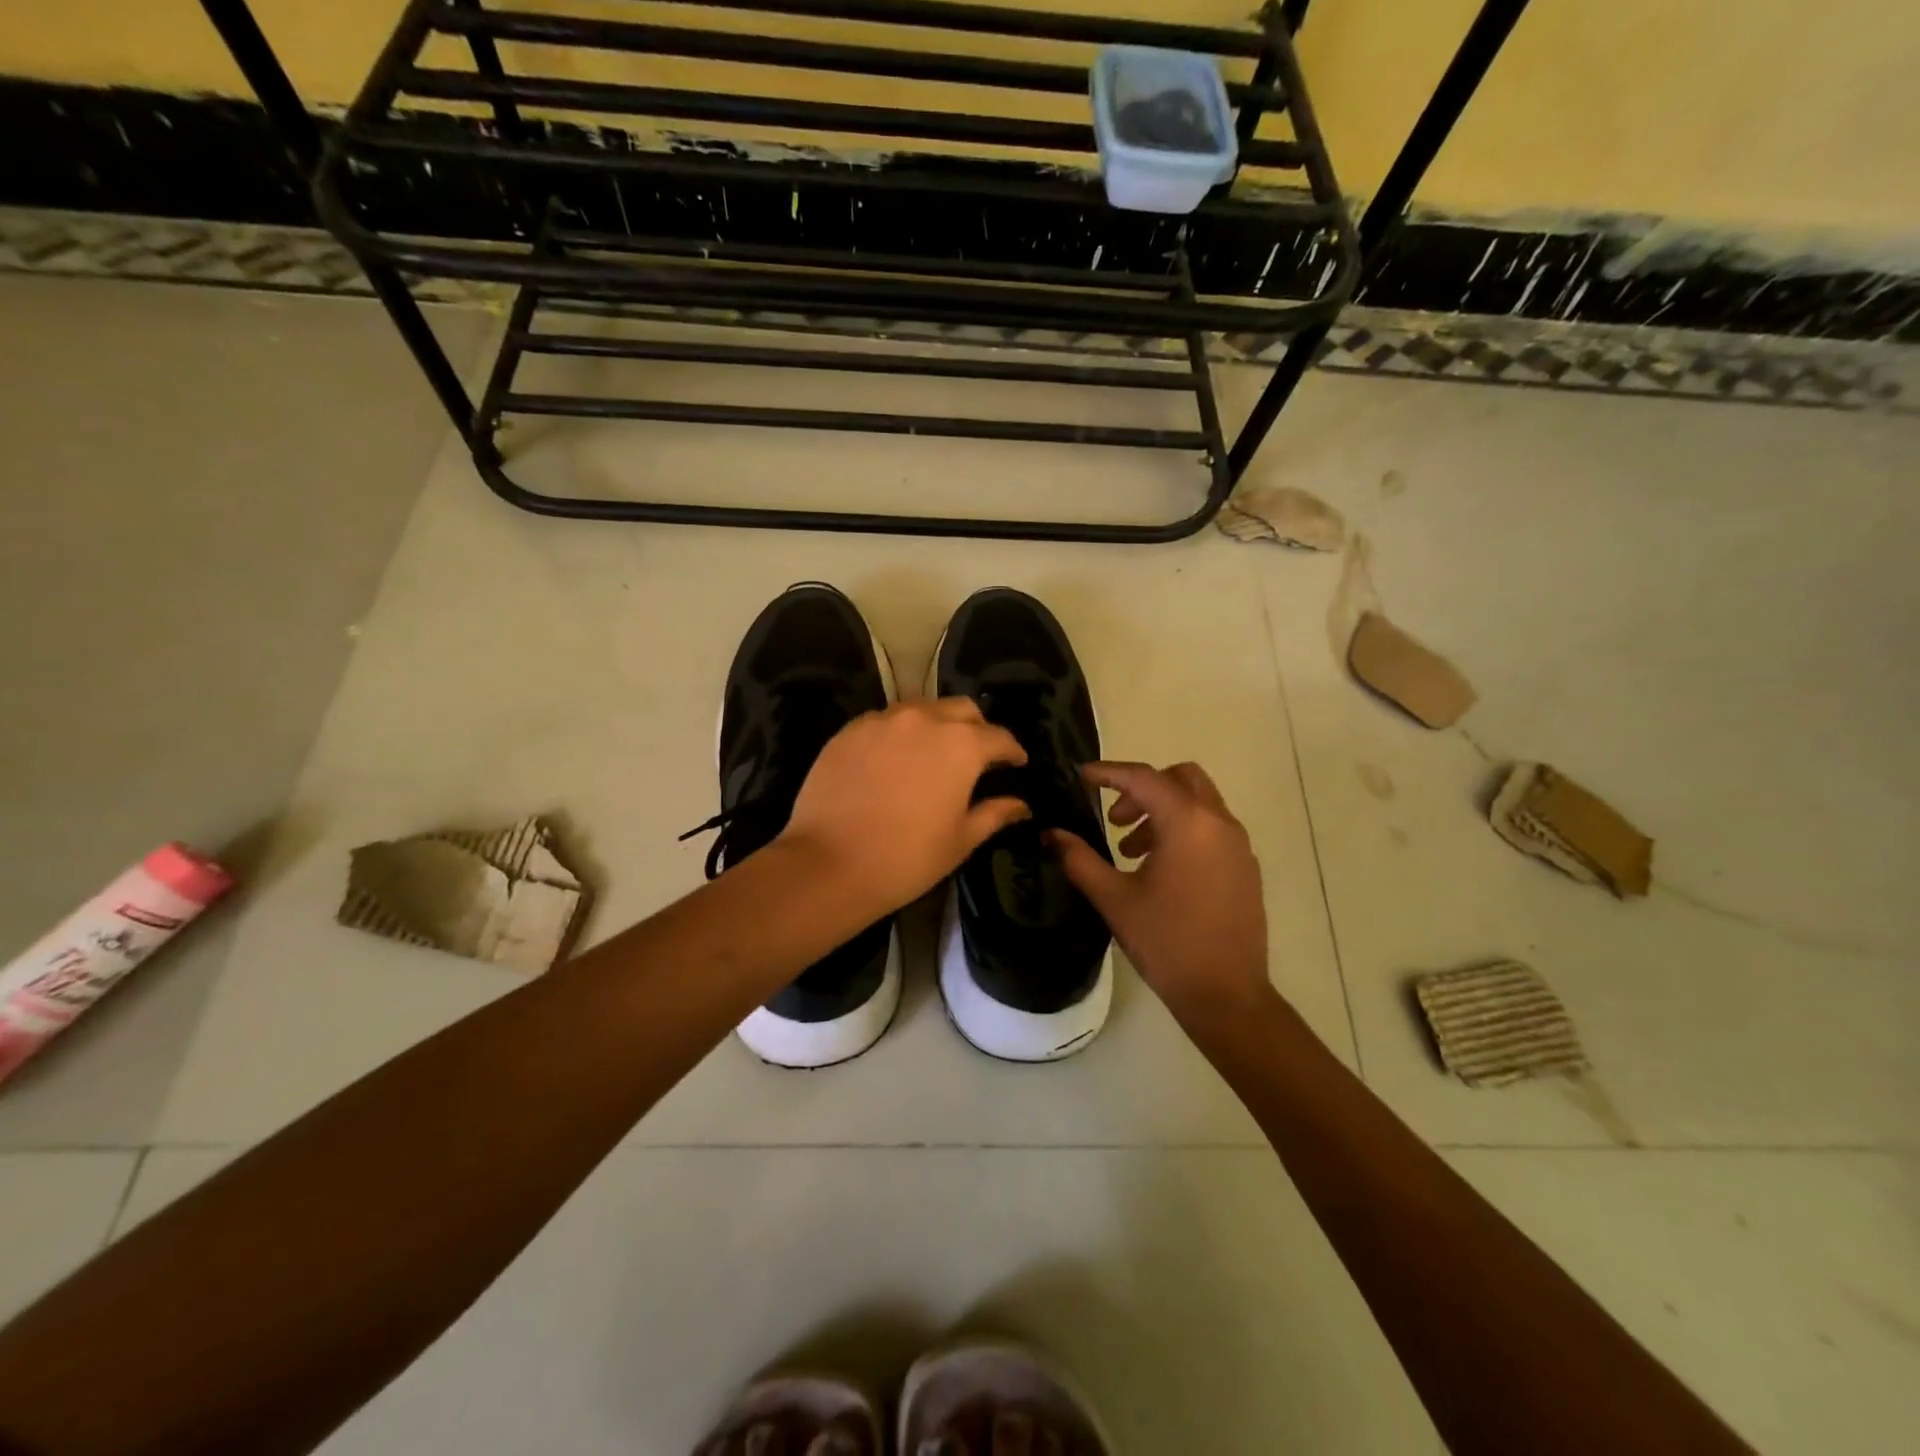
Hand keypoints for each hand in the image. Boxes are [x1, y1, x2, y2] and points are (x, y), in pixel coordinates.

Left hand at [780, 698, 1028, 916]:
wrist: (828, 864)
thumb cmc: (906, 858)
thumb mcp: (960, 840)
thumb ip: (994, 814)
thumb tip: (1021, 804)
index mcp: (961, 745)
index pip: (999, 737)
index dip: (1013, 751)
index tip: (1017, 763)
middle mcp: (925, 720)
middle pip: (962, 710)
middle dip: (977, 728)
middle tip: (977, 755)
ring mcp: (882, 721)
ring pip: (922, 709)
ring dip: (937, 725)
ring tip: (934, 752)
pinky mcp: (849, 730)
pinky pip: (885, 721)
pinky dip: (900, 733)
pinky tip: (895, 759)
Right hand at [1048, 761, 1270, 1026]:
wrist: (1226, 995)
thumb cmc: (1166, 942)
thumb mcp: (1114, 899)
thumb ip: (1079, 860)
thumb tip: (1051, 834)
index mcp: (1187, 823)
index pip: (1143, 778)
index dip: (1108, 772)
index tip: (1081, 777)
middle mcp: (1219, 823)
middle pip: (1180, 778)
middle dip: (1142, 789)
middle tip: (1114, 819)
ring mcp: (1238, 845)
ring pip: (1198, 802)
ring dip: (1162, 811)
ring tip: (1131, 851)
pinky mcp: (1246, 866)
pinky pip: (1212, 828)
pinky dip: (1184, 829)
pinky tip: (1161, 869)